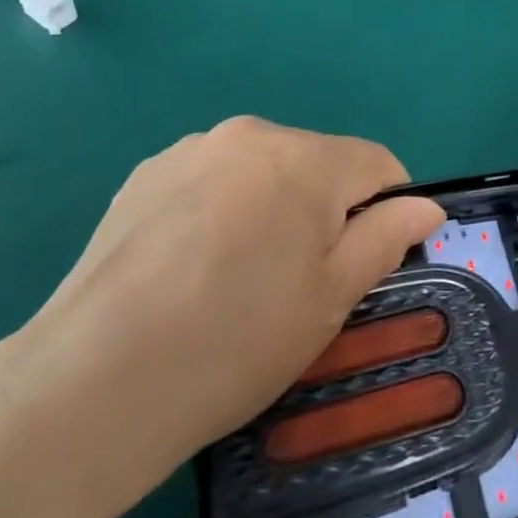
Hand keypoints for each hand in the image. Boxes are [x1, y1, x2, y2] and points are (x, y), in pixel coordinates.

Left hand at [4, 117, 443, 517]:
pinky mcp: (148, 172)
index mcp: (305, 159)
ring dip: (271, 206)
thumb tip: (426, 205)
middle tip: (297, 283)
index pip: (376, 163)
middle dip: (325, 209)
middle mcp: (251, 134)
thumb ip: (385, 238)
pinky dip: (222, 209)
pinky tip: (190, 267)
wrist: (92, 383)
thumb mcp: (330, 300)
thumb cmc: (235, 342)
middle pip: (317, 162)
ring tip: (237, 277)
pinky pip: (212, 179)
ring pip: (262, 170)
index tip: (367, 262)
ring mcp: (193, 149)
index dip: (386, 209)